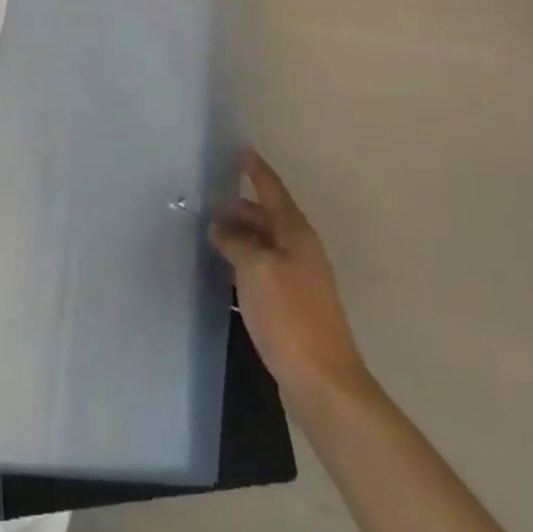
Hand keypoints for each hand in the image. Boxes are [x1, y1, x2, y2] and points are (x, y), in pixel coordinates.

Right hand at [213, 150, 366, 403]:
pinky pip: (264, 268)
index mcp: (296, 234)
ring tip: (212, 232)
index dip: (257, 171)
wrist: (322, 381)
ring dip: (242, 235)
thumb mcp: (255, 270)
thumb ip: (236, 242)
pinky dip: (245, 261)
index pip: (273, 190)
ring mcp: (299, 279)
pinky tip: (227, 270)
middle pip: (269, 217)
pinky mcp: (293, 305)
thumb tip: (221, 227)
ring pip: (266, 244)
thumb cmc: (288, 316)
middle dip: (242, 206)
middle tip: (210, 201)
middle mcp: (301, 250)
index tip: (241, 150)